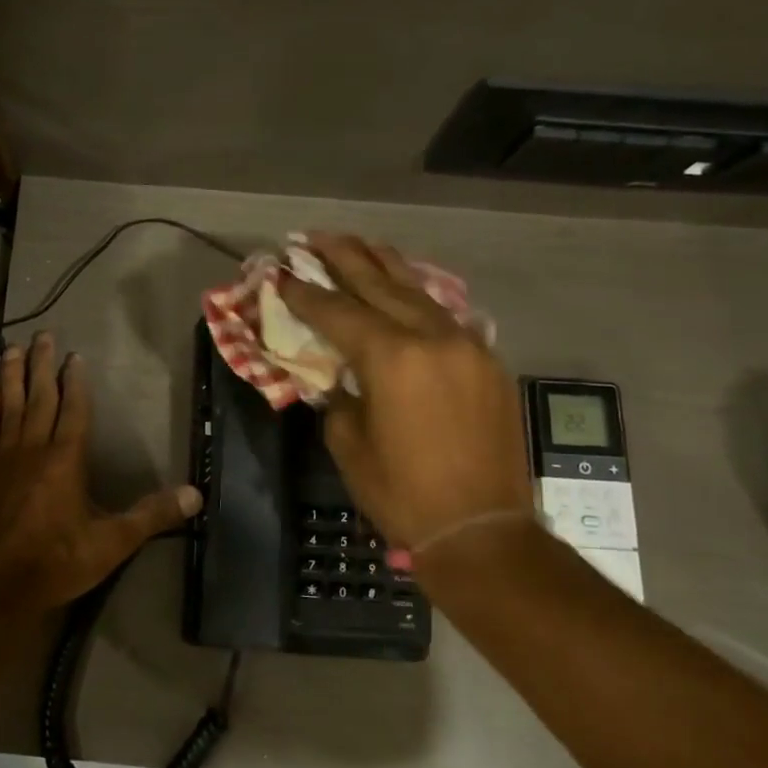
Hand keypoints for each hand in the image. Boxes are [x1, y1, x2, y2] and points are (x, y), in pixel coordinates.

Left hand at [0, 333, 201, 610]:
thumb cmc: (57, 561)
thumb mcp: (112, 543)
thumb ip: (151, 515)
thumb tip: (196, 496)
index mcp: (65, 459)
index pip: (73, 409)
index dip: (75, 381)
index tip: (75, 356)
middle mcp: (33, 449)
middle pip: (38, 397)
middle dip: (41, 365)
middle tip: (41, 335)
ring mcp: (3, 460)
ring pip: (8, 407)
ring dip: (10, 377)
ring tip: (9, 348)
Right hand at [279, 234, 532, 550]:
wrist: (483, 530)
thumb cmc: (403, 493)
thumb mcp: (349, 444)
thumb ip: (339, 396)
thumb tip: (341, 375)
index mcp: (392, 358)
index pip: (337, 311)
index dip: (304, 292)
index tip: (280, 272)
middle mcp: (432, 338)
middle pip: (379, 283)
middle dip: (343, 257)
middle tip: (314, 237)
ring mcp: (466, 345)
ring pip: (418, 290)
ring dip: (384, 266)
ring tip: (358, 246)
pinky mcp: (487, 362)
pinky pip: (444, 314)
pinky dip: (416, 296)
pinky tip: (404, 289)